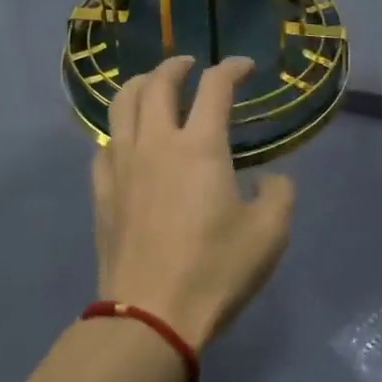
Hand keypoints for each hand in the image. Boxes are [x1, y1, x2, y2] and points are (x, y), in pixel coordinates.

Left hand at [90, 55, 295, 348]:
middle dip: (176, 66)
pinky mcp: (103, 191)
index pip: (215, 87)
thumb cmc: (214, 270)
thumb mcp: (269, 234)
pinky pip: (105, 143)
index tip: (245, 68)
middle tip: (191, 66)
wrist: (149, 315)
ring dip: (140, 85)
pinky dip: (120, 128)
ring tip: (153, 86)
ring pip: (122, 104)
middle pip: (157, 83)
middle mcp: (156, 142)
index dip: (233, 68)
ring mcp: (122, 164)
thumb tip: (271, 180)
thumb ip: (279, 195)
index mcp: (200, 146)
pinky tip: (129, 140)